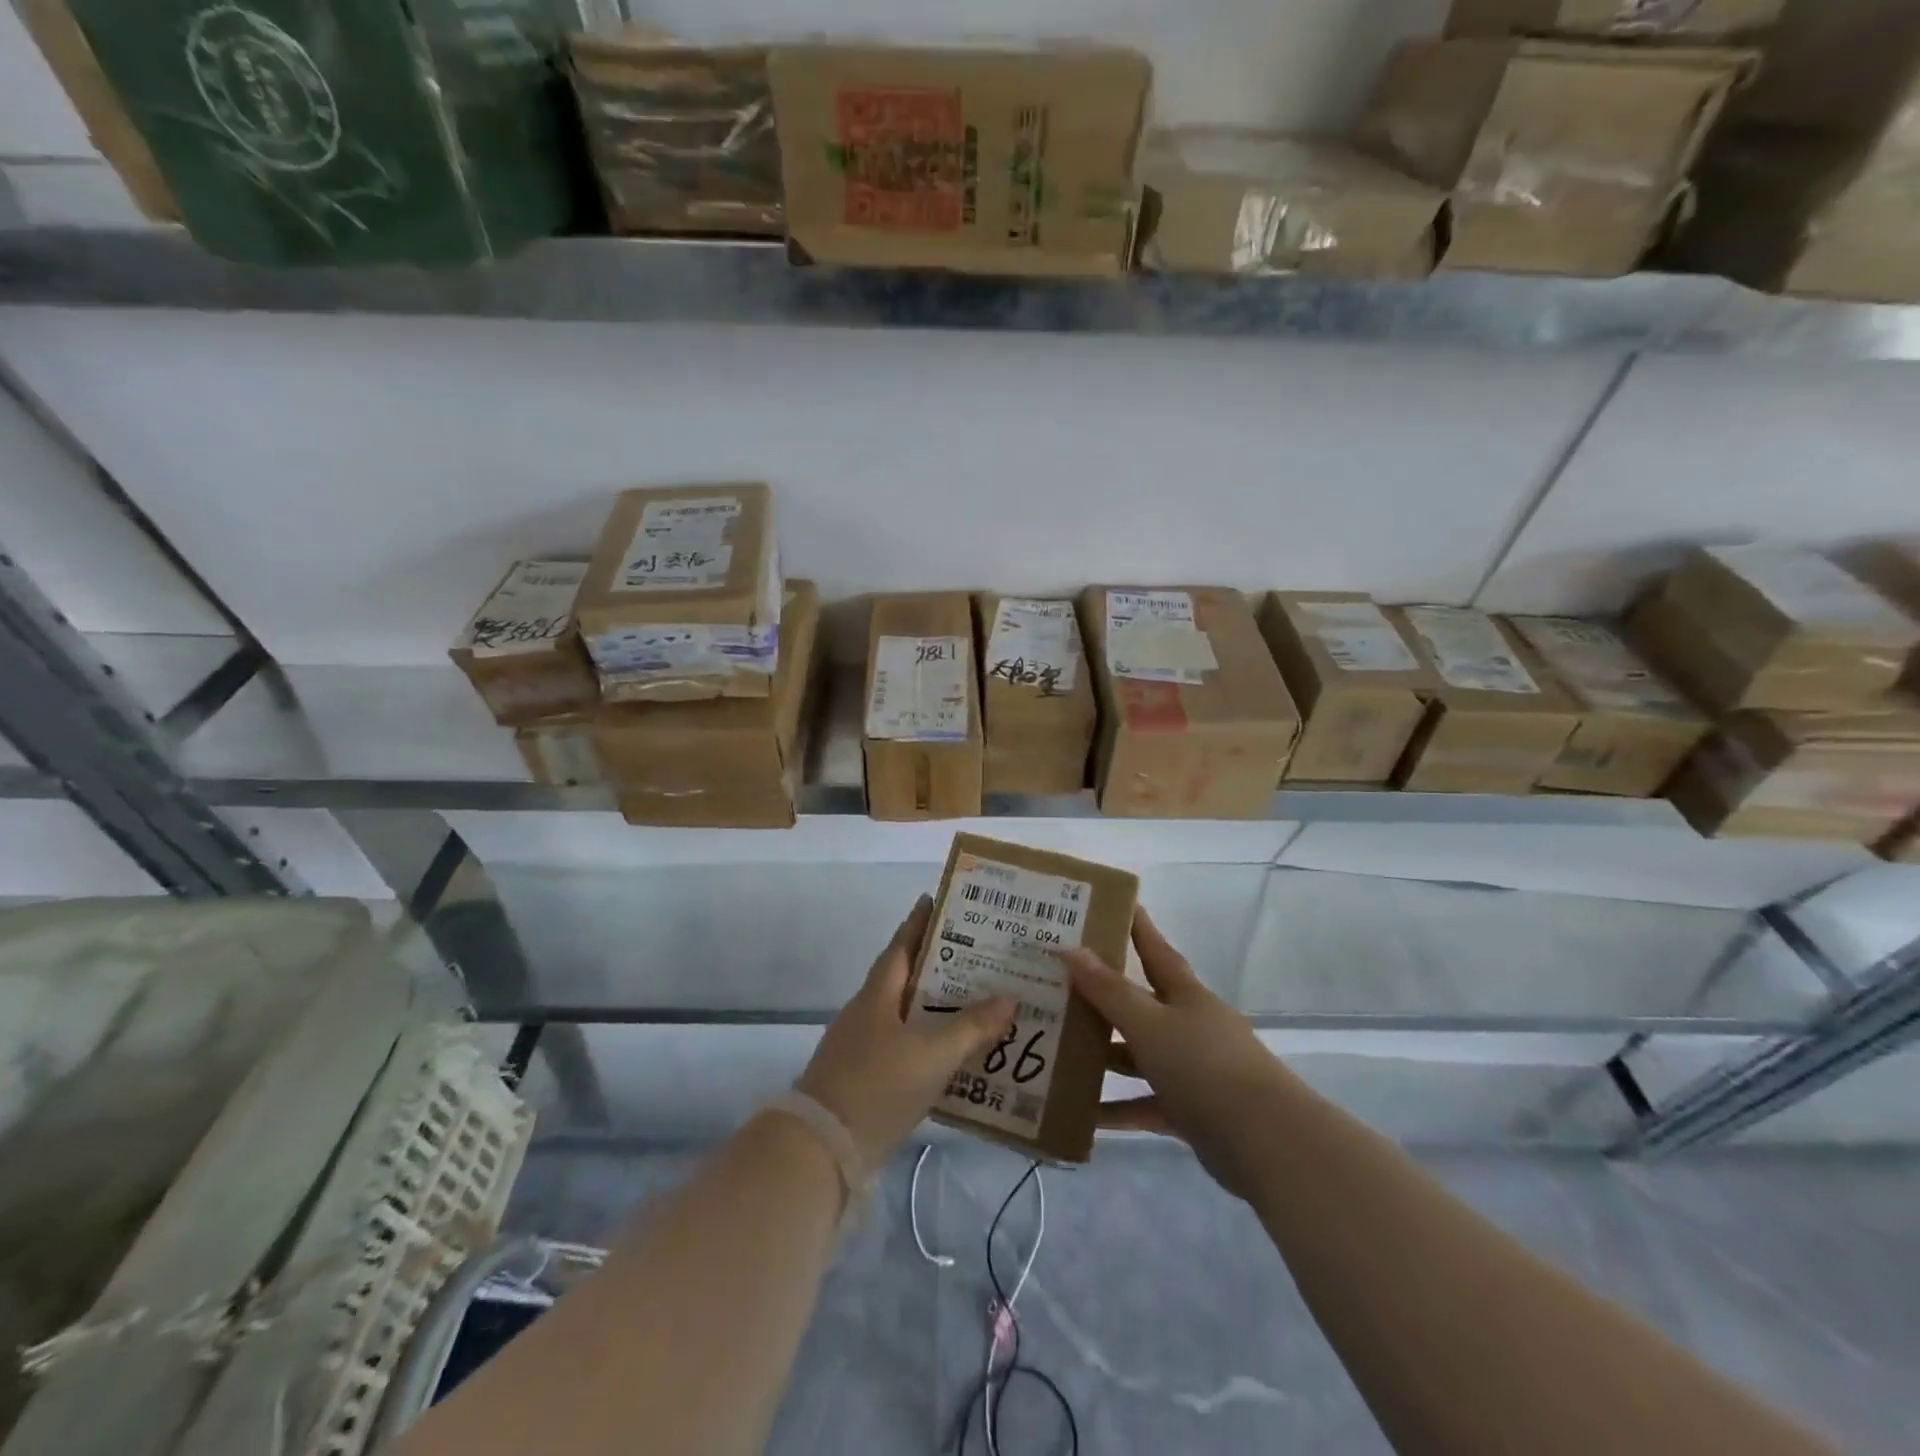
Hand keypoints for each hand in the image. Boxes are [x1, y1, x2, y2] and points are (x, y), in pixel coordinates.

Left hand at [796, 896, 1014, 1170]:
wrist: (822, 1149)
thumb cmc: (878, 1085)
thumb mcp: (933, 1054)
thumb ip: (972, 1027)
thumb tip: (1010, 997)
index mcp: (877, 995)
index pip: (901, 946)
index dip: (919, 922)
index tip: (937, 900)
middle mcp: (866, 1013)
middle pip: (903, 977)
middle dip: (936, 964)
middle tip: (976, 954)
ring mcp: (861, 1046)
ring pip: (904, 1013)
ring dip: (933, 1005)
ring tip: (973, 1001)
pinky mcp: (863, 1078)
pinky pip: (902, 1045)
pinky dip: (926, 1040)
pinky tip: (951, 1053)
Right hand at [1060, 908, 1285, 1200]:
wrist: (1266, 1141)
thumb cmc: (1204, 1066)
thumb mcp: (1150, 1024)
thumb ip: (1110, 991)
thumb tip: (1071, 949)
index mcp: (1184, 994)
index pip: (1154, 948)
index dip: (1134, 925)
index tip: (1109, 904)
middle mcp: (1188, 1024)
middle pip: (1140, 1002)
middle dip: (1102, 994)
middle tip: (1058, 981)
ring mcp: (1190, 1068)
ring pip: (1138, 1053)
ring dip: (1104, 1053)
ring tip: (1058, 1046)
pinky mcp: (1189, 1110)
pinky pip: (1144, 1102)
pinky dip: (1117, 1108)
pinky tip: (1083, 1112)